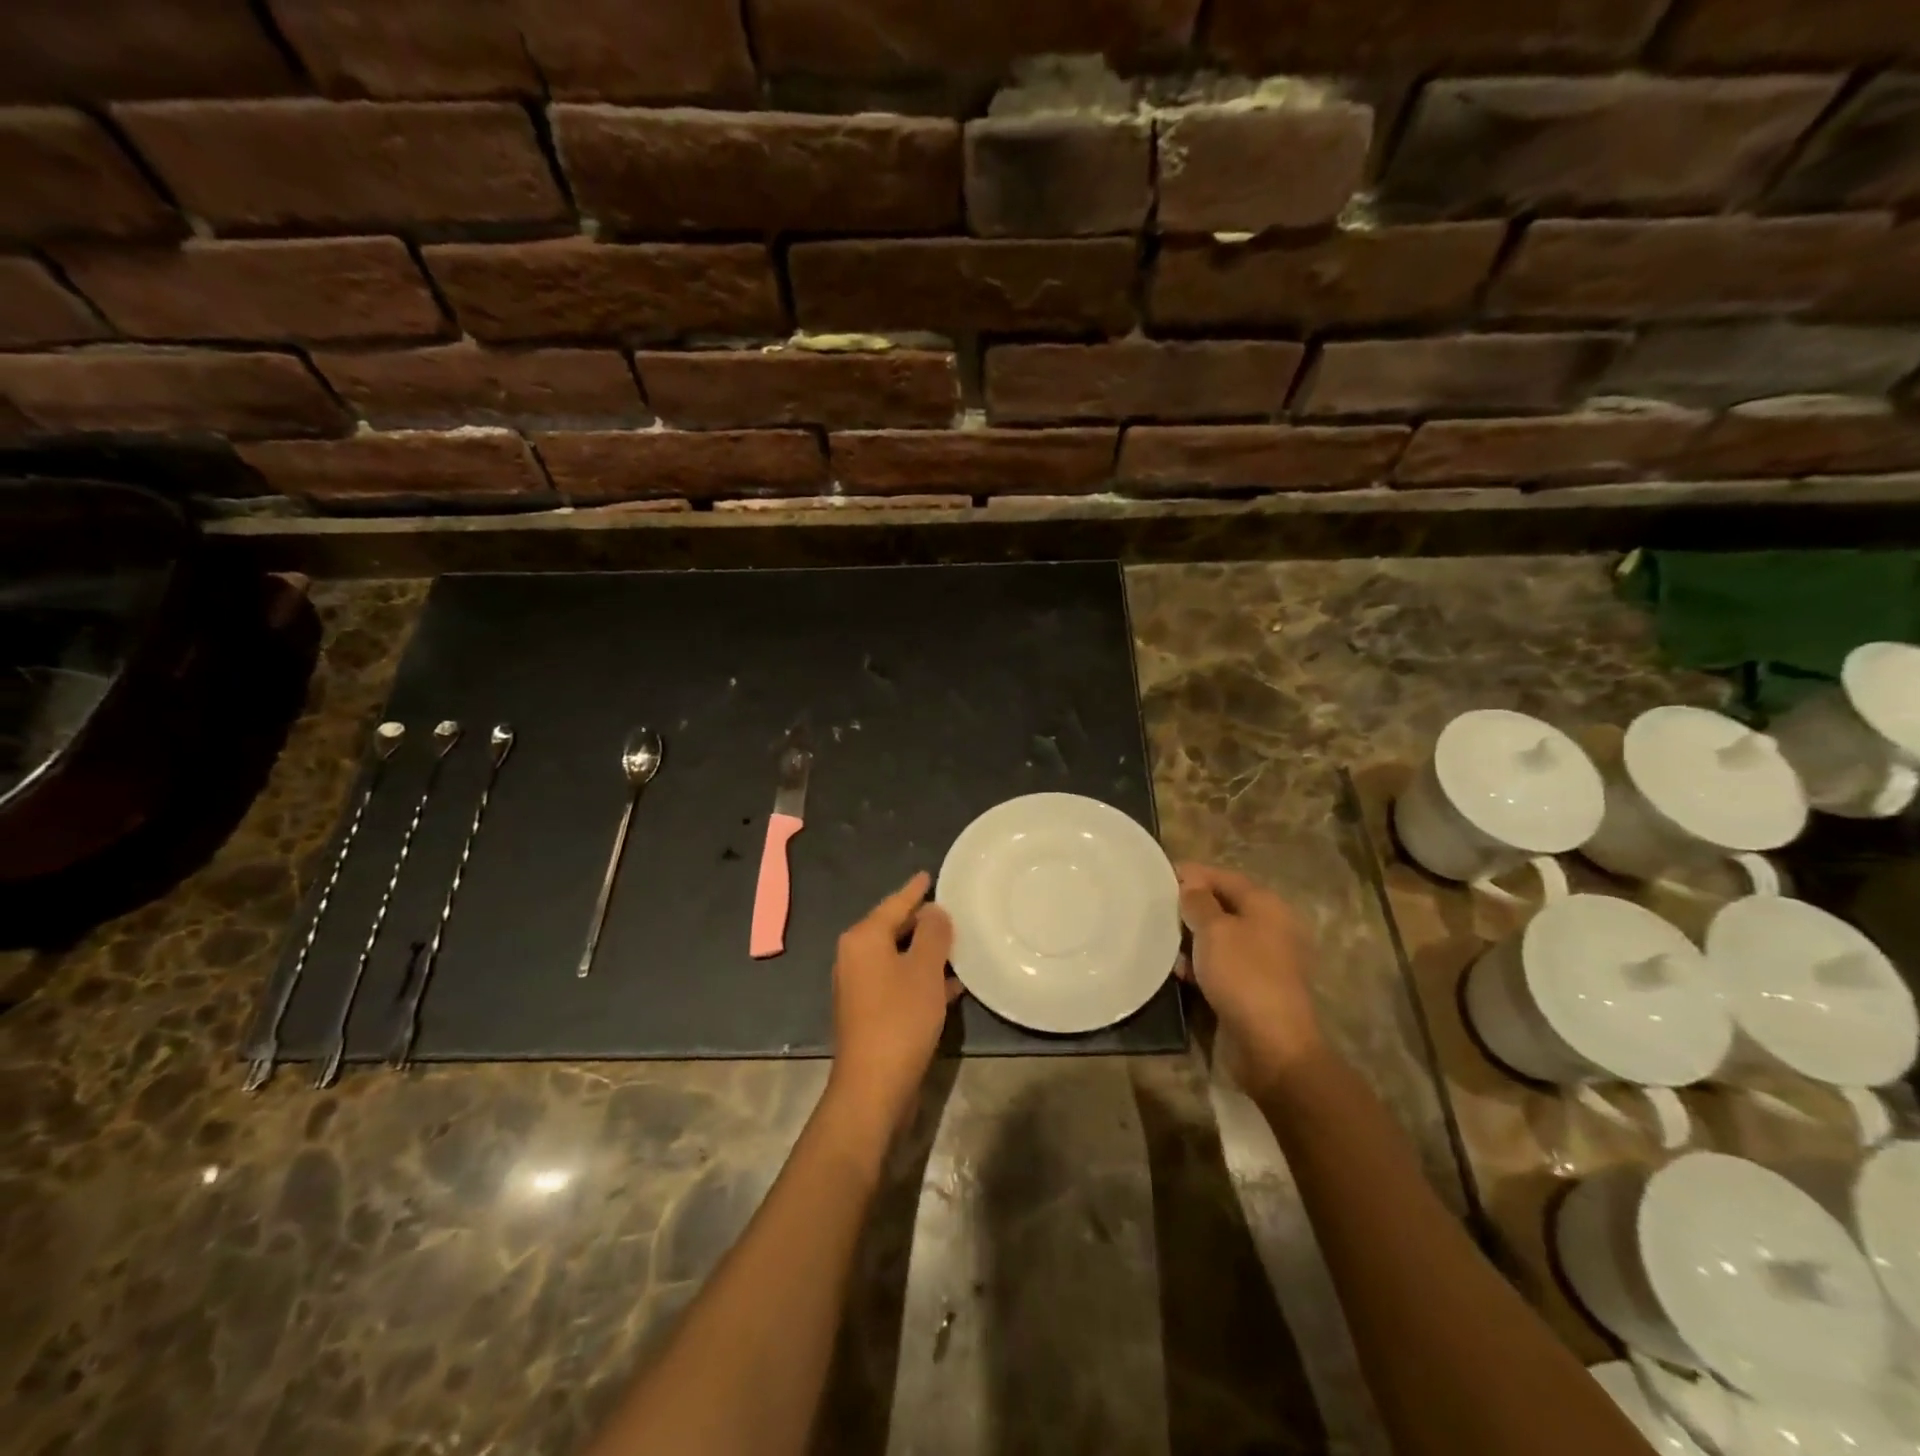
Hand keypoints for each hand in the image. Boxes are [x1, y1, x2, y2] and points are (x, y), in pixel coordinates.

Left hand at [827, 872, 959, 1125]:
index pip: (894, 904)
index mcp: (863, 939)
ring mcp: (860, 987)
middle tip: (952, 910)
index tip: (929, 874)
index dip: (914, 890)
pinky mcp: (871, 1013)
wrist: (873, 1087)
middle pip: (893, 928)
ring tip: (959, 944)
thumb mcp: (925, 970)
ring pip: (898, 957)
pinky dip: (922, 978)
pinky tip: (953, 984)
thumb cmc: (900, 1018)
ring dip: (926, 953)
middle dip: (923, 921)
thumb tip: (934, 911)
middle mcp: (855, 957)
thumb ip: (933, 934)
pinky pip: (900, 982)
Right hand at [1176, 863, 1325, 1096]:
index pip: (1225, 877)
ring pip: (1221, 937)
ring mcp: (1264, 959)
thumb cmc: (1243, 976)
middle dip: (1191, 906)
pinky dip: (1202, 963)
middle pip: (1224, 906)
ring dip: (1192, 937)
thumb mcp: (1214, 930)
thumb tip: (1190, 885)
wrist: (1272, 1045)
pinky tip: (1180, 972)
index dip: (1193, 874)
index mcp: (1266, 905)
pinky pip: (1223, 964)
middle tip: (1156, 909)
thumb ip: (1198, 902)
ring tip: (1163, 941)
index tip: (1159, 876)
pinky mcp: (1254, 986)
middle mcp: (1270, 927)